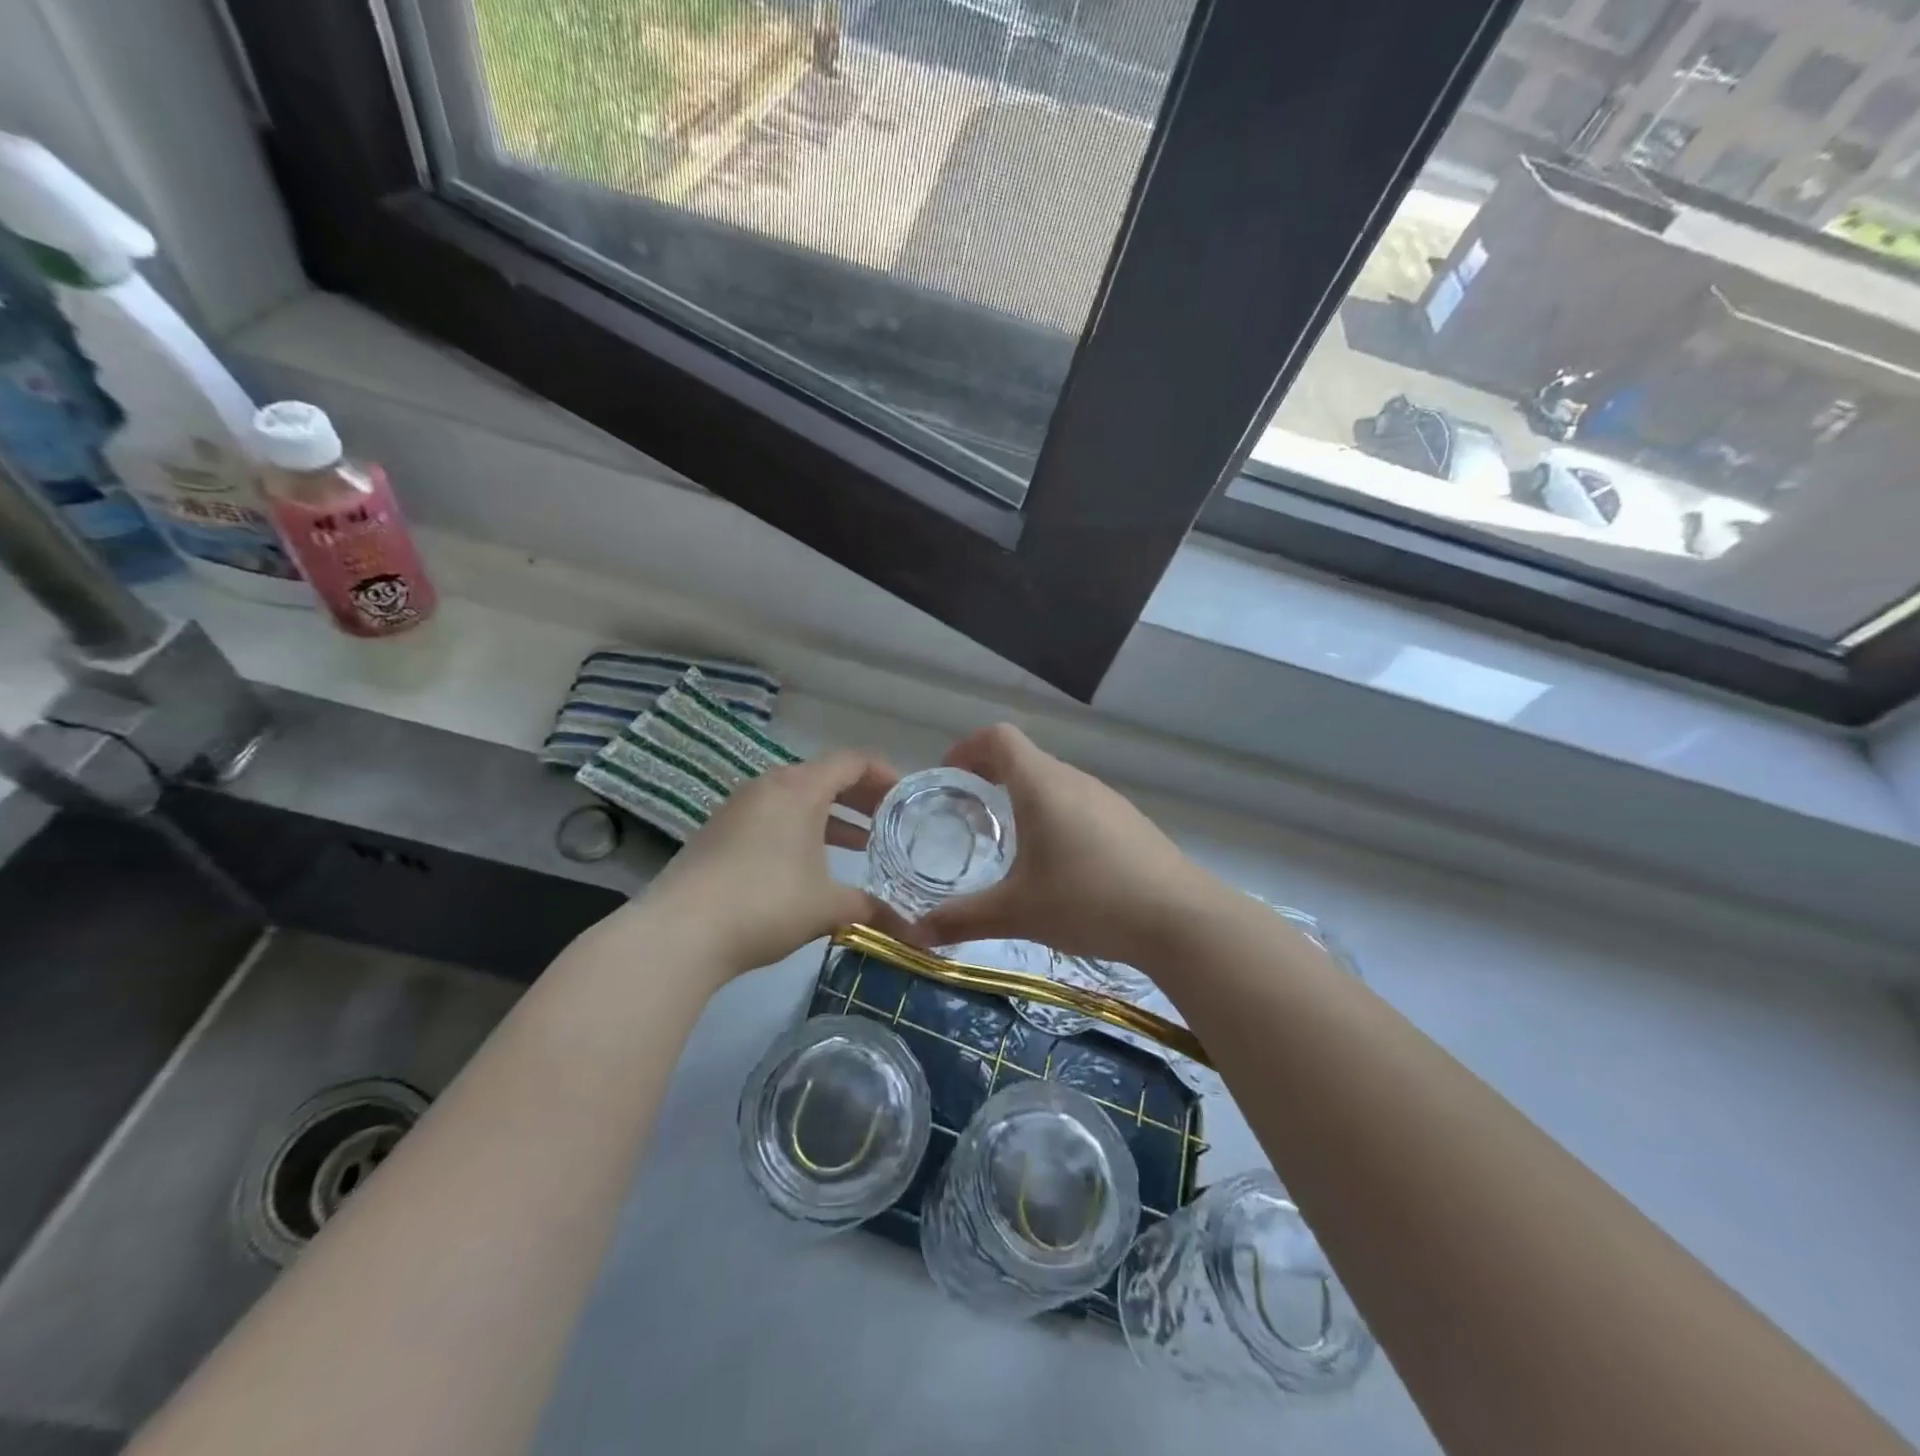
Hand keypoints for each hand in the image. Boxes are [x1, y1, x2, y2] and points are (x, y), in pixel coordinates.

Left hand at [638, 751, 898, 974]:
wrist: (680, 932)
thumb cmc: (765, 904)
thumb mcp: (827, 906)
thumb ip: (871, 908)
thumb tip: (909, 930)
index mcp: (799, 788)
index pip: (852, 761)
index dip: (884, 774)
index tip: (905, 798)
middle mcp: (768, 786)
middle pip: (824, 776)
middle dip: (860, 796)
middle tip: (888, 820)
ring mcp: (738, 807)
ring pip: (797, 798)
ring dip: (830, 815)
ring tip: (859, 843)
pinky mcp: (719, 831)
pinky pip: (772, 816)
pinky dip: (800, 828)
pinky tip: (810, 864)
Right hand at [897, 724, 1214, 967]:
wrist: (1180, 919)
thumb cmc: (1089, 901)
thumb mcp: (1017, 912)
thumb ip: (962, 919)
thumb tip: (915, 934)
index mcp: (1042, 785)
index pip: (998, 737)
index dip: (967, 748)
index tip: (947, 777)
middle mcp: (1074, 780)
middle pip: (1025, 758)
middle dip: (990, 777)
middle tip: (968, 814)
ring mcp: (1107, 799)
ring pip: (1054, 782)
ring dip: (1025, 797)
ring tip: (1010, 841)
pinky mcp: (1129, 821)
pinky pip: (1080, 804)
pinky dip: (1055, 815)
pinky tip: (1059, 863)